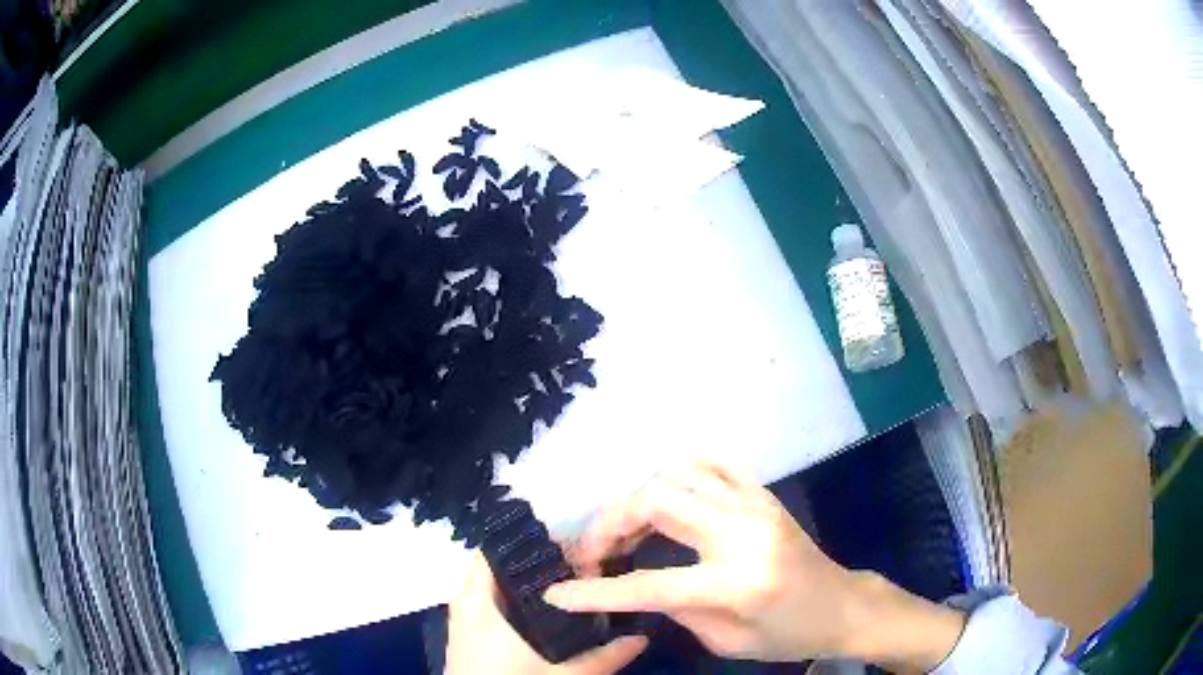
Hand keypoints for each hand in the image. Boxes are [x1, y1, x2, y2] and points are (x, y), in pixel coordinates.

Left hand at [445, 552, 646, 674]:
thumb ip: (603, 658)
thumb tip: (642, 637)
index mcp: (479, 602)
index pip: (494, 549)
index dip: (530, 540)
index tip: (571, 541)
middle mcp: (466, 601)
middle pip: (496, 564)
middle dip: (535, 560)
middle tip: (578, 561)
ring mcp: (463, 618)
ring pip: (492, 583)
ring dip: (524, 579)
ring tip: (568, 579)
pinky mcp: (467, 633)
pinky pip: (488, 601)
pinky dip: (513, 597)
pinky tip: (546, 609)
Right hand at [545, 461, 964, 669]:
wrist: (842, 606)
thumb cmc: (789, 635)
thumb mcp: (728, 642)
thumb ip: (678, 609)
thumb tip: (638, 584)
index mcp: (738, 583)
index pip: (652, 584)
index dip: (596, 591)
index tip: (557, 592)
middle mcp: (745, 532)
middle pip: (658, 502)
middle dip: (610, 523)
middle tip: (593, 552)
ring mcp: (756, 504)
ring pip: (678, 473)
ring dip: (638, 497)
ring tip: (625, 530)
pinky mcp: (763, 493)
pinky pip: (712, 463)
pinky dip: (677, 473)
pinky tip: (664, 499)